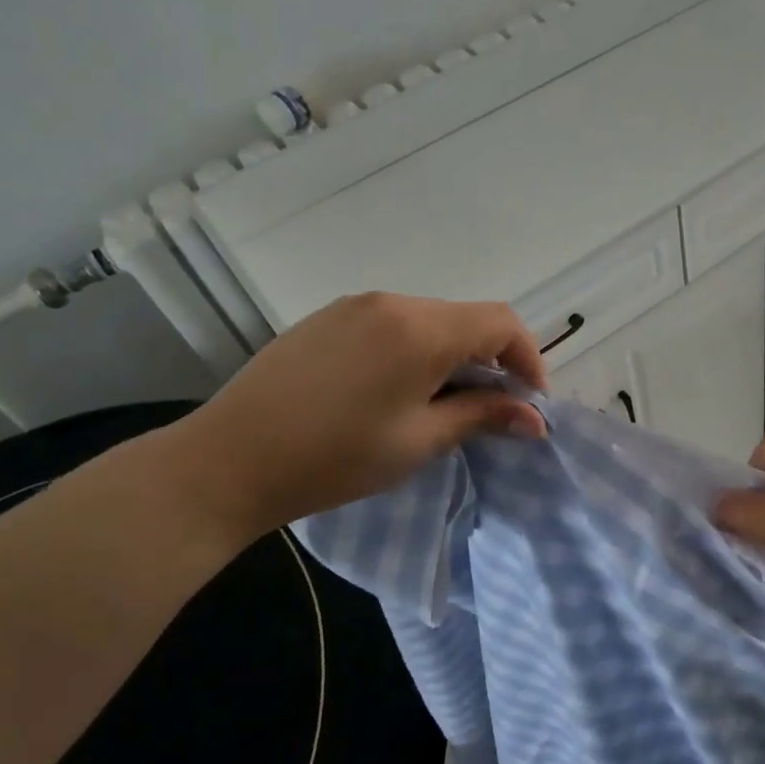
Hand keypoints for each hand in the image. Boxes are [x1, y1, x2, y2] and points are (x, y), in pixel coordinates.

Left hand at [156, 292, 547, 539]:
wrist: (229, 460)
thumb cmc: (335, 457)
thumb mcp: (420, 441)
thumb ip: (483, 417)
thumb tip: (535, 418)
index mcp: (420, 329)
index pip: (501, 323)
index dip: (528, 359)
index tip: (529, 402)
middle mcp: (391, 302)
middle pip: (466, 318)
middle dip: (492, 359)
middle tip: (491, 409)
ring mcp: (354, 306)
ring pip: (429, 319)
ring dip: (453, 354)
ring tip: (443, 402)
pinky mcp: (327, 318)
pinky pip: (392, 323)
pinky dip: (415, 348)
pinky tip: (396, 389)